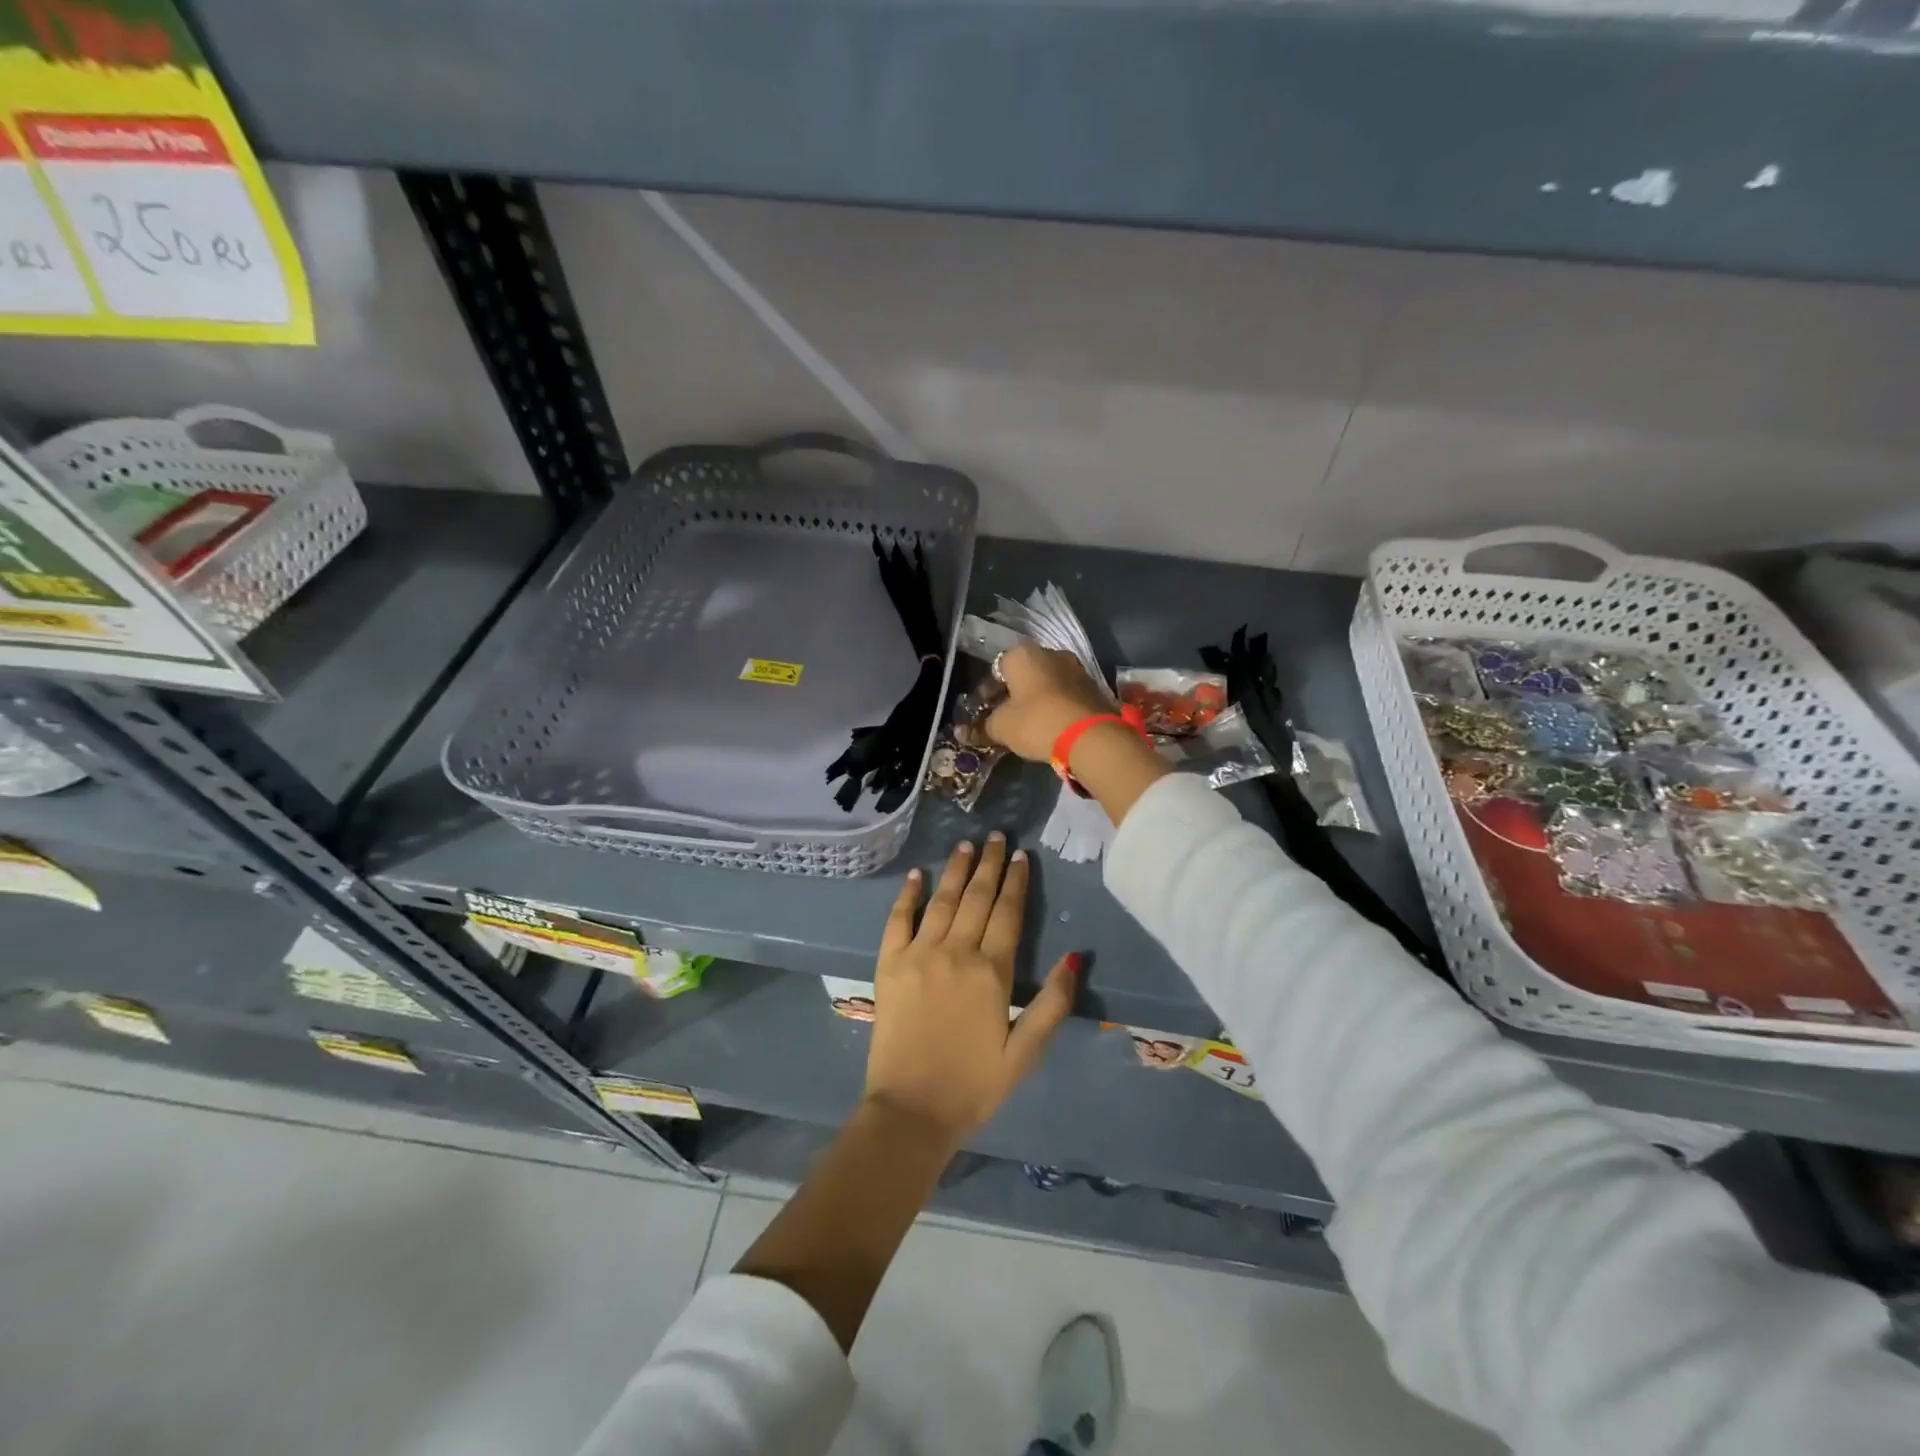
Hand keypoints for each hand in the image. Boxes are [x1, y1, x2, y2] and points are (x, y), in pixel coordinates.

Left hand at [865, 833, 1077, 1146]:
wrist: (910, 1110)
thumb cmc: (974, 1085)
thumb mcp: (1025, 1053)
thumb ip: (1053, 1003)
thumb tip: (1075, 956)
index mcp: (992, 972)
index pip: (1008, 913)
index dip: (1016, 882)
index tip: (1020, 855)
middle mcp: (956, 952)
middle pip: (976, 898)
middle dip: (988, 864)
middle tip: (995, 836)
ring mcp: (918, 955)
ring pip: (942, 901)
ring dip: (955, 869)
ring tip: (965, 844)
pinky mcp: (889, 965)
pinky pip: (898, 920)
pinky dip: (908, 895)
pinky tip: (917, 875)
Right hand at [984, 644, 1113, 761]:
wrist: (1090, 735)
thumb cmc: (1036, 721)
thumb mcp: (1002, 727)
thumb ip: (982, 728)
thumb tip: (964, 733)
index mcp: (1023, 655)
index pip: (996, 668)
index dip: (986, 691)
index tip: (982, 710)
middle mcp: (1050, 653)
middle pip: (1023, 673)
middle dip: (1012, 694)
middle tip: (1003, 717)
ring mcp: (1076, 668)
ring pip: (1046, 683)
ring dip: (1035, 699)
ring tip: (1027, 723)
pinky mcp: (1093, 687)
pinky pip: (1064, 694)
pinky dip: (1055, 706)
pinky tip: (1050, 725)